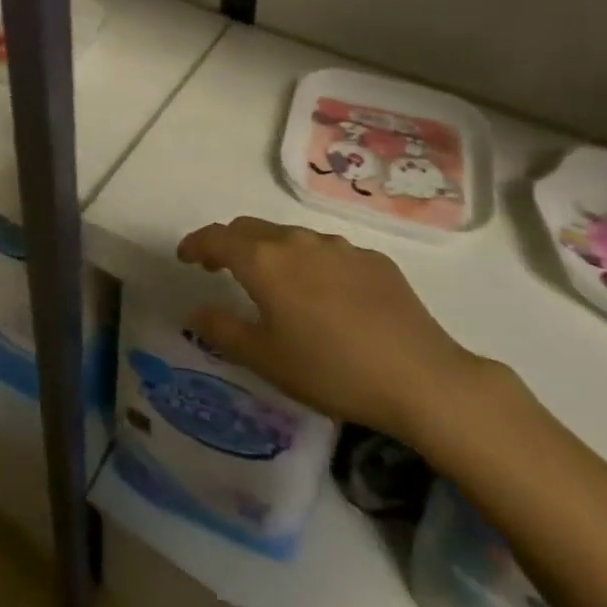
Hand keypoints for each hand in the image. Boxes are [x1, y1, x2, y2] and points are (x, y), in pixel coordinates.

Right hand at [178, 216, 486, 442]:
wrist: (421, 378)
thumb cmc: (331, 370)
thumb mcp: (266, 359)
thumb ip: (223, 330)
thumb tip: (195, 311)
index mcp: (264, 262)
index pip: (216, 238)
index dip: (195, 244)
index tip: (185, 257)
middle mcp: (297, 242)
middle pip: (251, 229)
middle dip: (230, 243)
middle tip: (222, 268)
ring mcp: (339, 246)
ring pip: (291, 237)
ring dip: (272, 252)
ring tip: (275, 283)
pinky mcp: (373, 259)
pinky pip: (328, 252)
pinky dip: (311, 264)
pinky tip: (326, 296)